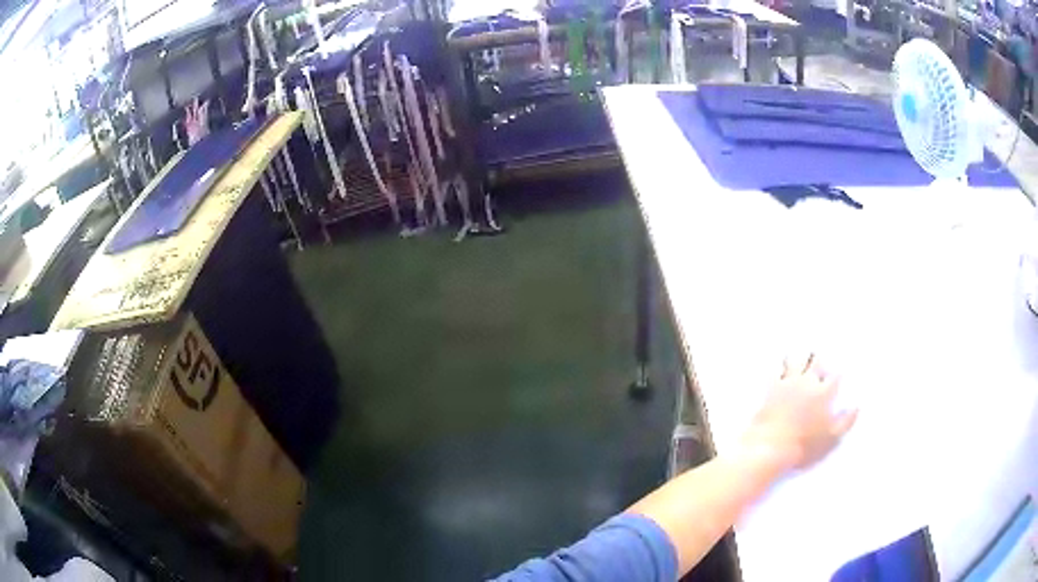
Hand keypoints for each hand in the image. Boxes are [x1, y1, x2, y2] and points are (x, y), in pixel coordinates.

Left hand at [741, 355, 857, 473]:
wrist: (770, 448)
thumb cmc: (804, 446)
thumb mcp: (832, 439)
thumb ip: (846, 421)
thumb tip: (857, 407)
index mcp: (825, 392)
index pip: (837, 374)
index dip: (839, 374)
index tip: (840, 375)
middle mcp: (808, 381)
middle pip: (817, 360)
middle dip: (821, 361)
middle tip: (822, 364)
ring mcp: (788, 382)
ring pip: (797, 359)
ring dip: (802, 359)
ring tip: (804, 359)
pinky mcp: (771, 388)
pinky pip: (777, 369)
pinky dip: (781, 366)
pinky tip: (781, 366)